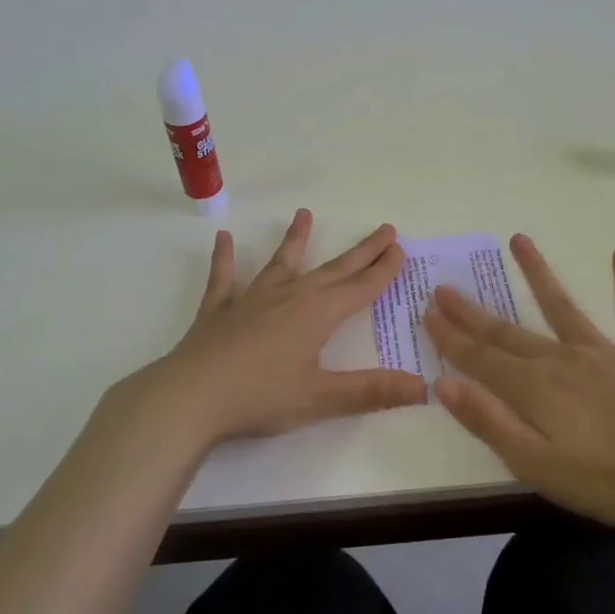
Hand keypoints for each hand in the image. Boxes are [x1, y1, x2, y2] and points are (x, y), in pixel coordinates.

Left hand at [116, 208, 425, 449]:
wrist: (189, 397)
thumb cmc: (260, 397)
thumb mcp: (321, 399)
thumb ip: (372, 391)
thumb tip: (425, 387)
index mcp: (317, 314)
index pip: (360, 288)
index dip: (383, 271)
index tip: (400, 249)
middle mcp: (289, 297)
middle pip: (333, 270)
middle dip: (361, 252)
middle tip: (384, 230)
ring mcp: (251, 300)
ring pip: (280, 263)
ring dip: (295, 240)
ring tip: (304, 214)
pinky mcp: (218, 311)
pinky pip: (224, 279)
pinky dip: (224, 259)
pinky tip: (223, 239)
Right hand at [423, 234, 614, 530]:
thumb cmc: (610, 480)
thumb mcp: (537, 465)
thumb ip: (489, 422)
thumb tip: (443, 383)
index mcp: (534, 389)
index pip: (480, 359)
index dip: (451, 338)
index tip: (426, 312)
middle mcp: (562, 360)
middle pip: (508, 333)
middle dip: (473, 312)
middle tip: (445, 287)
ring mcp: (603, 354)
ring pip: (562, 306)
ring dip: (538, 273)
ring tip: (519, 240)